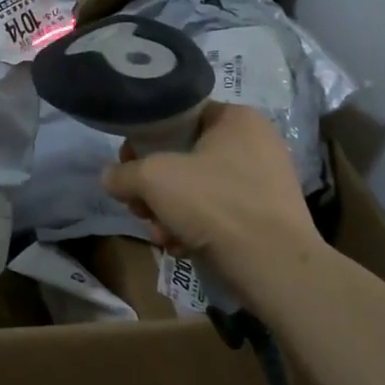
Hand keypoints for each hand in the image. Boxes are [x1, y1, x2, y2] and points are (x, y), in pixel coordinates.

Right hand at [102, 102, 322, 268]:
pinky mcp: (266, 217)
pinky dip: (194, 227)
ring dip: (169, 211)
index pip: (179, 117)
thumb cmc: (215, 204)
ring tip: (158, 234)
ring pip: (198, 189)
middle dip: (155, 187)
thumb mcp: (153, 179)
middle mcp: (255, 143)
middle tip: (139, 207)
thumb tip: (110, 178)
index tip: (128, 165)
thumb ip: (124, 173)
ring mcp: (264, 182)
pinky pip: (218, 212)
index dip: (146, 139)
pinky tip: (180, 247)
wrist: (275, 268)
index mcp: (237, 119)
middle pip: (184, 157)